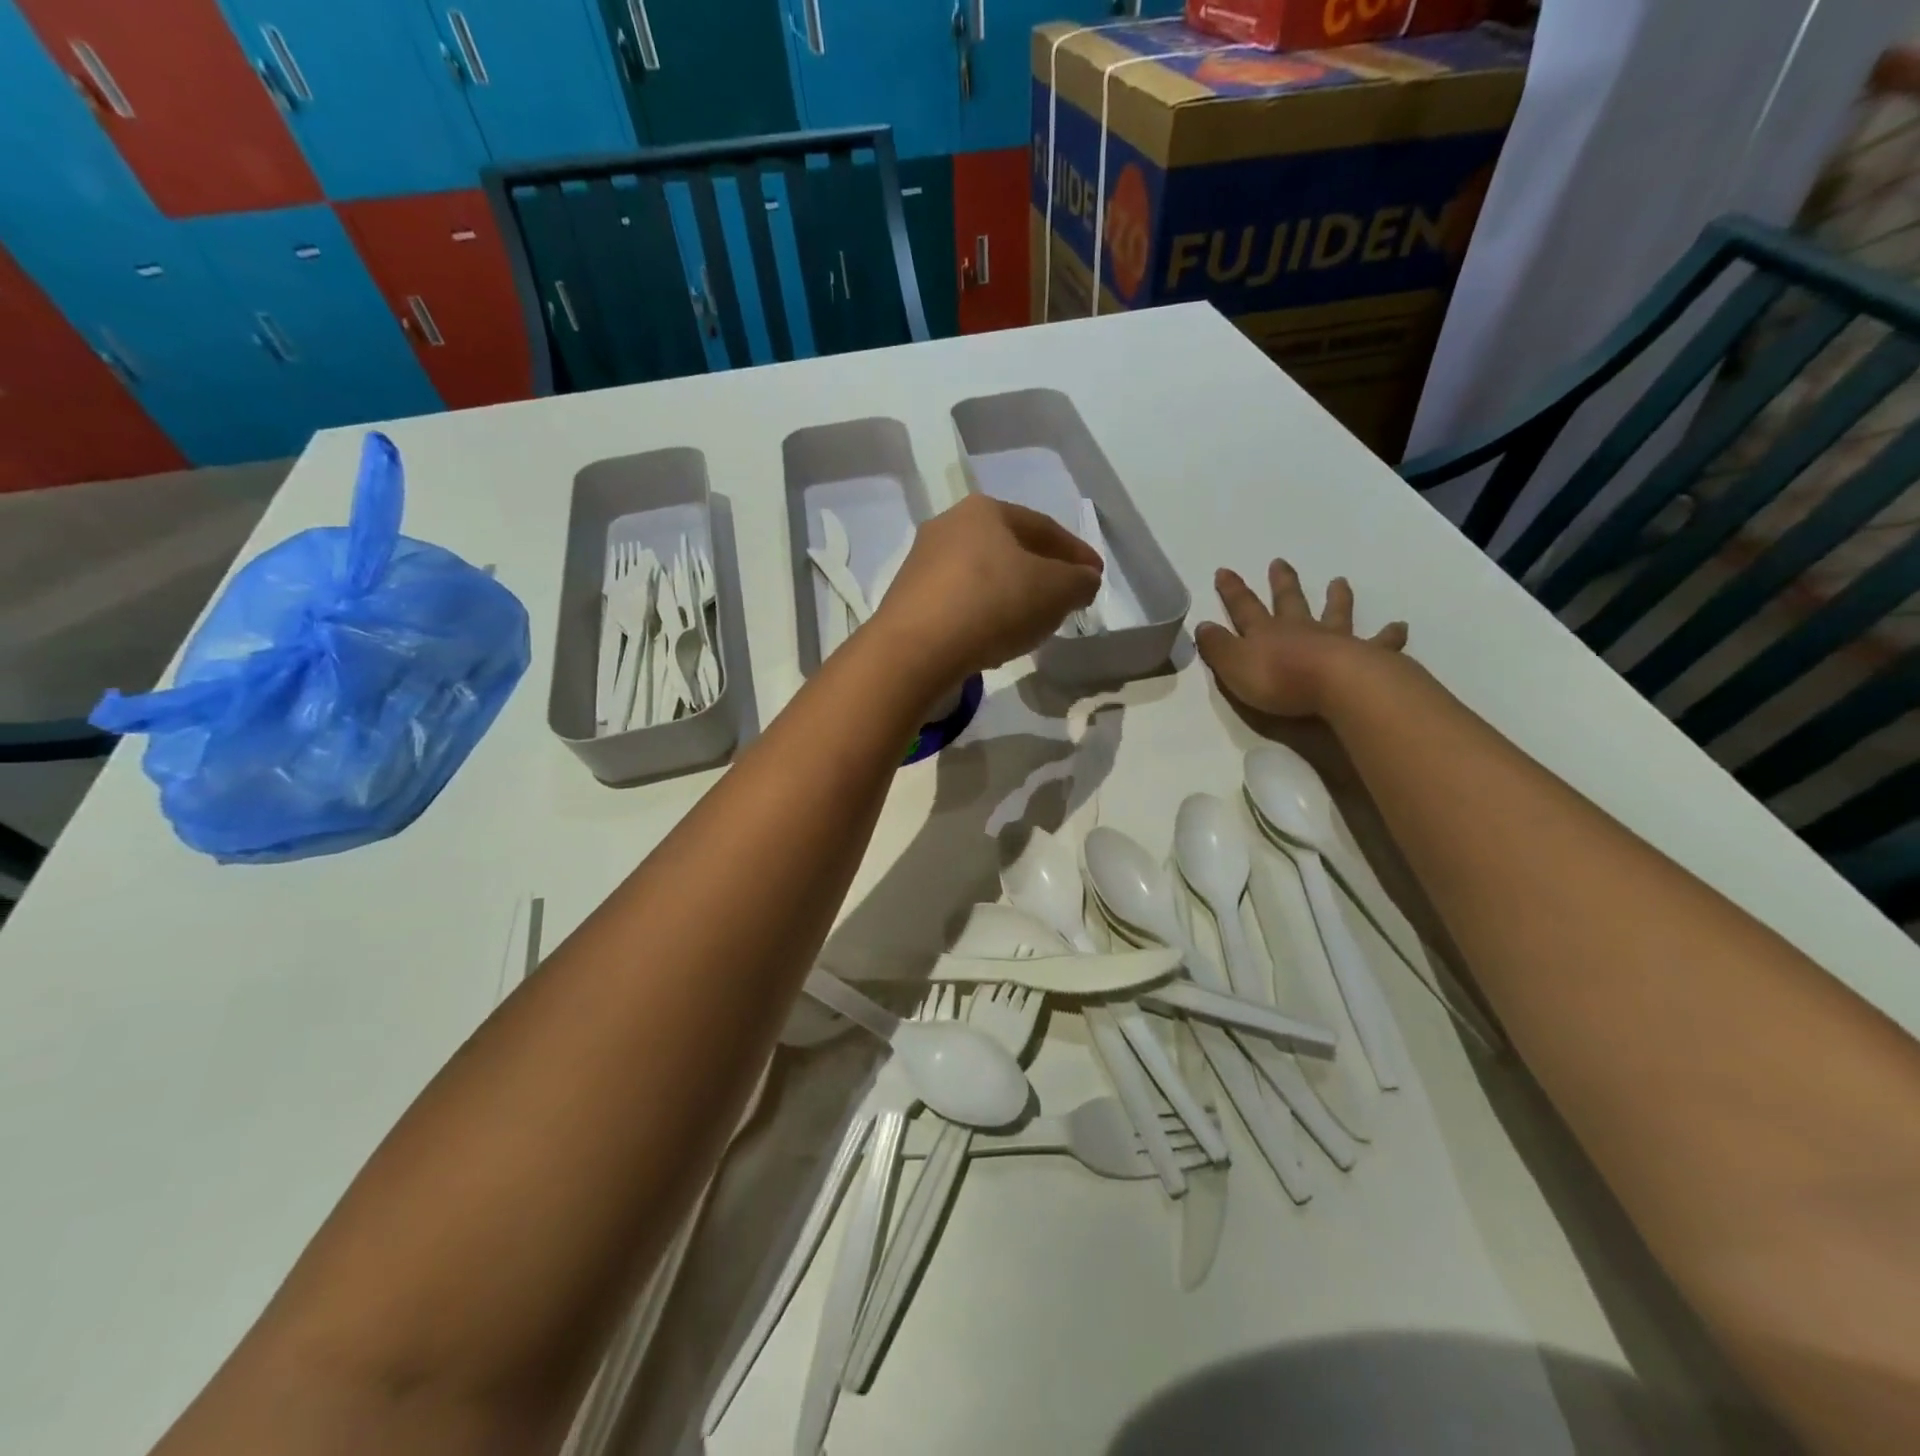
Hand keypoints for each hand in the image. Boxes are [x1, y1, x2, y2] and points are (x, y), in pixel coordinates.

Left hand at [870, 496, 1101, 686]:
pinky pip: (960, 602)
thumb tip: (1084, 580)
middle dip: (1042, 572)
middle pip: (1010, 548)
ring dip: (1012, 594)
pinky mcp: (908, 600)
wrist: (915, 650)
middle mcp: (948, 526)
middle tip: (1065, 598)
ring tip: (1033, 621)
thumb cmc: (993, 604)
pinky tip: (994, 637)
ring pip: (983, 576)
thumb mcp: (1055, 591)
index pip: (1044, 527)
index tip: (1095, 577)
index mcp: (985, 510)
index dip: (1076, 553)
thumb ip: (1079, 581)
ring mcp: (922, 563)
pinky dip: (984, 614)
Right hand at [1195, 560, 1407, 718]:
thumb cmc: (1279, 679)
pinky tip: (1399, 626)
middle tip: (1279, 563)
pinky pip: (1380, 641)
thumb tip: (1202, 626)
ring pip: (1335, 612)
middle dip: (1282, 583)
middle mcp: (1300, 629)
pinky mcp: (1367, 656)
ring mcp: (1336, 639)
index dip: (1232, 591)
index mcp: (1266, 633)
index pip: (1244, 608)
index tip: (1224, 571)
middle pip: (1289, 601)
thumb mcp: (1233, 666)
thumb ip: (1218, 647)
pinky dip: (1389, 634)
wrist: (1336, 687)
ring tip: (1339, 582)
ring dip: (1335, 597)